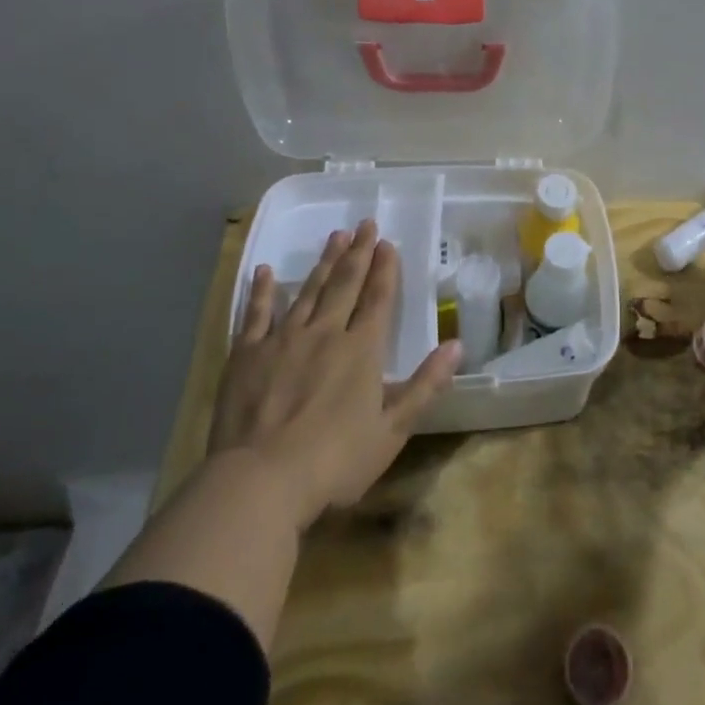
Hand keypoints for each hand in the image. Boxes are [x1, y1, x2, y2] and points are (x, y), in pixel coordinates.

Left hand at [211, 219, 459, 529]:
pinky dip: (262, 291)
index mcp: (362, 350)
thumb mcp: (392, 430)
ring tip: (333, 237)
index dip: (385, 269)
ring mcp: (283, 340)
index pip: (378, 299)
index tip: (387, 242)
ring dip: (323, 263)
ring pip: (308, 291)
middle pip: (345, 284)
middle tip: (364, 223)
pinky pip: (255, 314)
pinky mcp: (246, 354)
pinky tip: (266, 271)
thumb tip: (457, 346)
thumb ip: (425, 385)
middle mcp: (325, 333)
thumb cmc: (334, 461)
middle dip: (357, 253)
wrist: (260, 481)